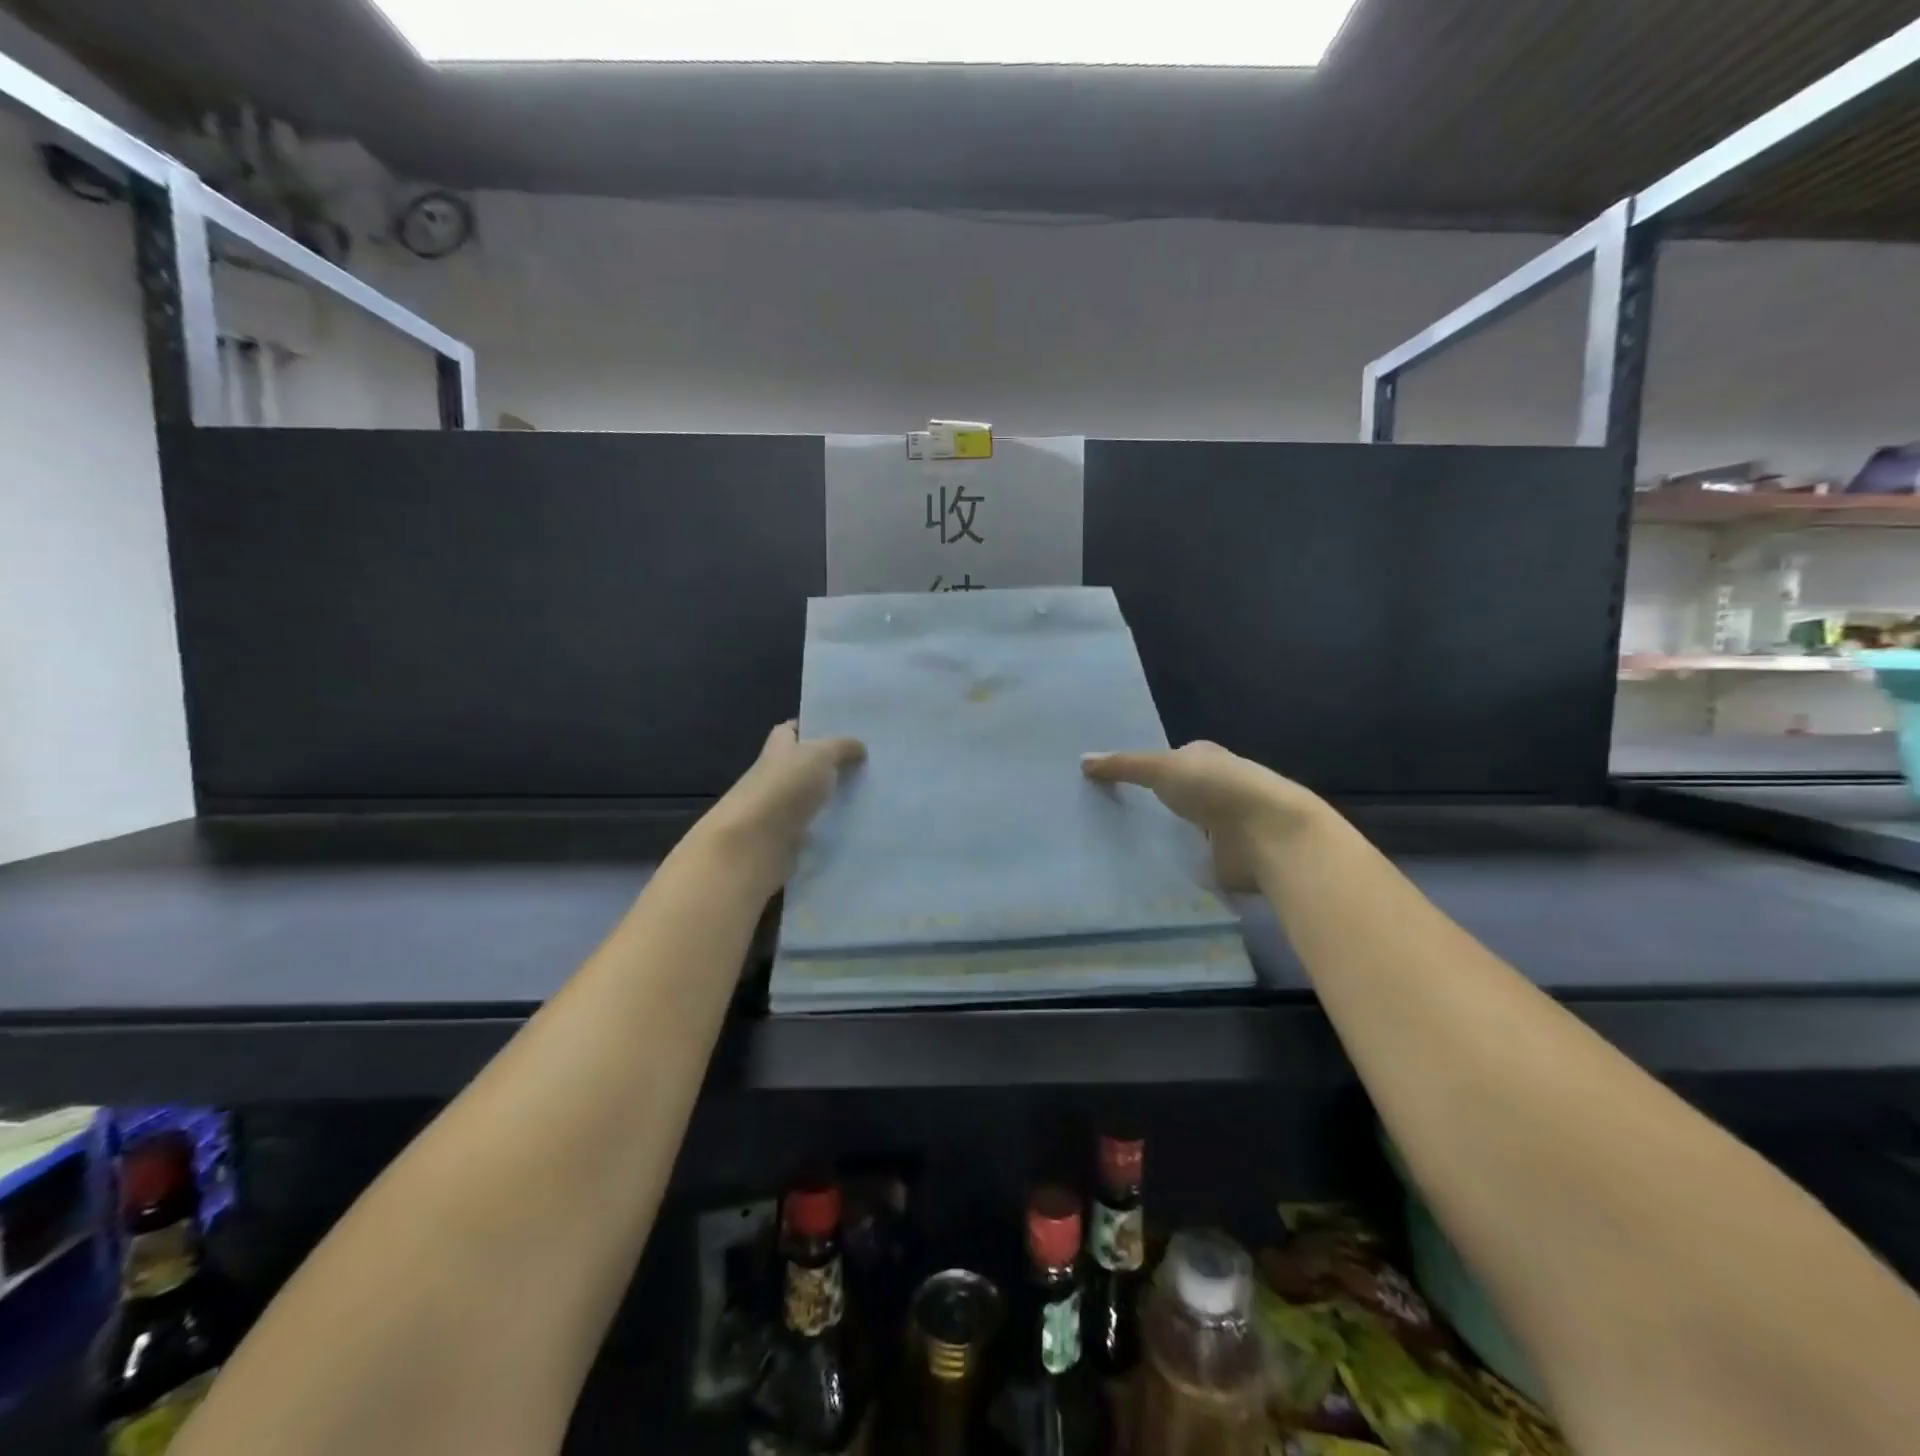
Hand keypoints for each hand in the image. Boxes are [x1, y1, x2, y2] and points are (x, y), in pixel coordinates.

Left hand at [701, 722, 865, 885]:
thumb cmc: (786, 786)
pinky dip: (830, 826)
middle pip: (804, 764)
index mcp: (778, 747)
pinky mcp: (787, 837)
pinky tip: (856, 824)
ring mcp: (779, 808)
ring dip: (833, 797)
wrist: (756, 842)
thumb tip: (860, 747)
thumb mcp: (821, 754)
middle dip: (831, 764)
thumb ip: (842, 746)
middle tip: (867, 765)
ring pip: (812, 797)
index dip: (812, 727)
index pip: (791, 730)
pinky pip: (814, 827)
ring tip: (869, 794)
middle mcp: (775, 774)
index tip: (841, 732)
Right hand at [1082, 741, 1322, 889]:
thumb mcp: (1162, 768)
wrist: (1267, 835)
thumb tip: (1083, 759)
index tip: (1104, 784)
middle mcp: (1215, 788)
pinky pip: (1187, 859)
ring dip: (1158, 837)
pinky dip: (1170, 863)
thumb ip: (1123, 766)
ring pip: (1179, 829)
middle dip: (1146, 806)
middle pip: (1172, 797)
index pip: (1168, 761)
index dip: (1139, 770)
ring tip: (1111, 847)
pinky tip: (1141, 870)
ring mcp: (1222, 825)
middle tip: (1100, 817)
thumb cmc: (1216, 787)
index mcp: (1205, 758)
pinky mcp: (1223, 859)